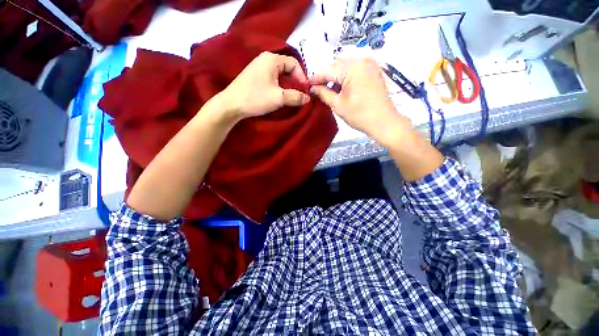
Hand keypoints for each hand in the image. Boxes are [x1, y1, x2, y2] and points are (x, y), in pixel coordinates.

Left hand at [216, 52, 310, 122]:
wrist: (231, 105)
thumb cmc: (255, 98)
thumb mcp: (279, 98)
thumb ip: (295, 97)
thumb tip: (308, 98)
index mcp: (272, 59)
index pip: (294, 63)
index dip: (302, 77)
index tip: (305, 92)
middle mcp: (265, 59)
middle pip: (288, 68)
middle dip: (295, 82)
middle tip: (300, 95)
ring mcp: (259, 67)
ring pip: (280, 75)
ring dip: (288, 86)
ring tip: (291, 97)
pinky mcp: (256, 76)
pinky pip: (273, 79)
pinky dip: (280, 87)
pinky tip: (280, 96)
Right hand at [310, 58, 410, 145]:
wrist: (384, 122)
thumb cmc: (359, 115)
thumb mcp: (338, 105)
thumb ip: (323, 93)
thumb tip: (312, 88)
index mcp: (352, 68)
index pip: (328, 70)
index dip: (315, 78)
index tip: (306, 85)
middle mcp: (361, 60)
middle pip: (336, 64)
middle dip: (326, 76)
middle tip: (318, 89)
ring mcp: (369, 64)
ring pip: (345, 66)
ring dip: (335, 76)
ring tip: (329, 90)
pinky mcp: (373, 70)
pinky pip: (355, 69)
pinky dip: (345, 76)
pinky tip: (341, 87)